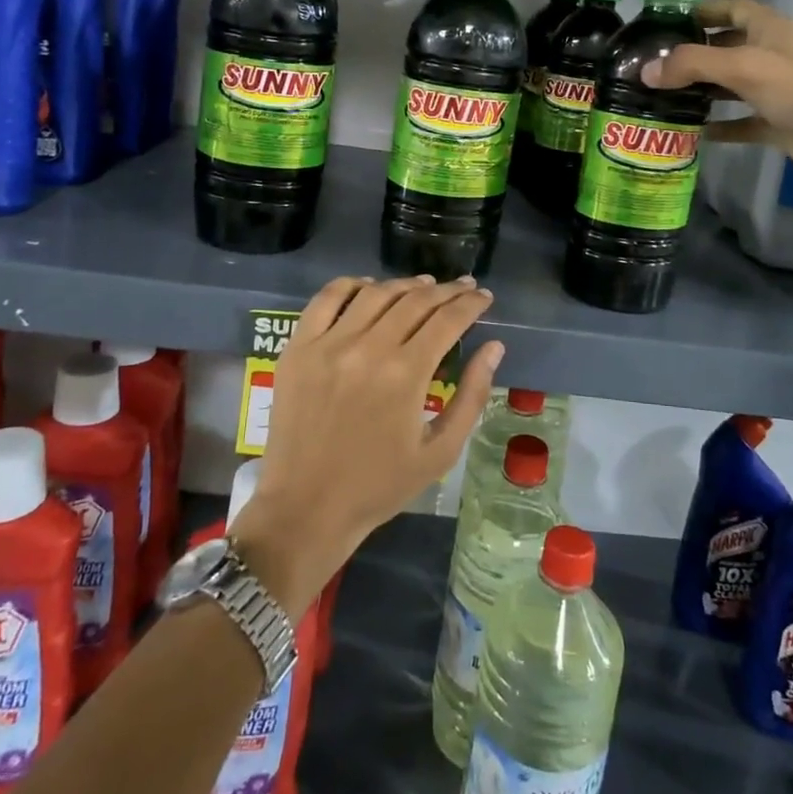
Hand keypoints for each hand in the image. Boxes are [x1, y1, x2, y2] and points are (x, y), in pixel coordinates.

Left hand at [228, 275, 502, 613]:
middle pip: (415, 300)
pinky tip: (368, 286)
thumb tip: (494, 347)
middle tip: (463, 288)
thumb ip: (471, 395)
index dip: (471, 304)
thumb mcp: (440, 452)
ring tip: (424, 286)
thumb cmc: (379, 486)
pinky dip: (351, 285)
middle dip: (446, 290)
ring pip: (375, 293)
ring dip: (405, 285)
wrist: (306, 508)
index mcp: (405, 374)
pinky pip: (326, 300)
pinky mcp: (298, 348)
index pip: (447, 319)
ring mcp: (328, 344)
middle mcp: (368, 348)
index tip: (484, 297)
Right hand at [642, 0, 792, 198]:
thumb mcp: (741, 67)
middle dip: (693, 54)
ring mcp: (777, 92)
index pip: (732, 8)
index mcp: (770, 30)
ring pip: (731, 86)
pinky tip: (692, 133)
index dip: (702, 10)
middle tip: (654, 66)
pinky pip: (741, 122)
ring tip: (663, 97)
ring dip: (702, 90)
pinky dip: (719, 126)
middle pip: (726, 47)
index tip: (666, 22)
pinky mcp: (778, 125)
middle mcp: (773, 56)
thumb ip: (691, 64)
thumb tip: (645, 71)